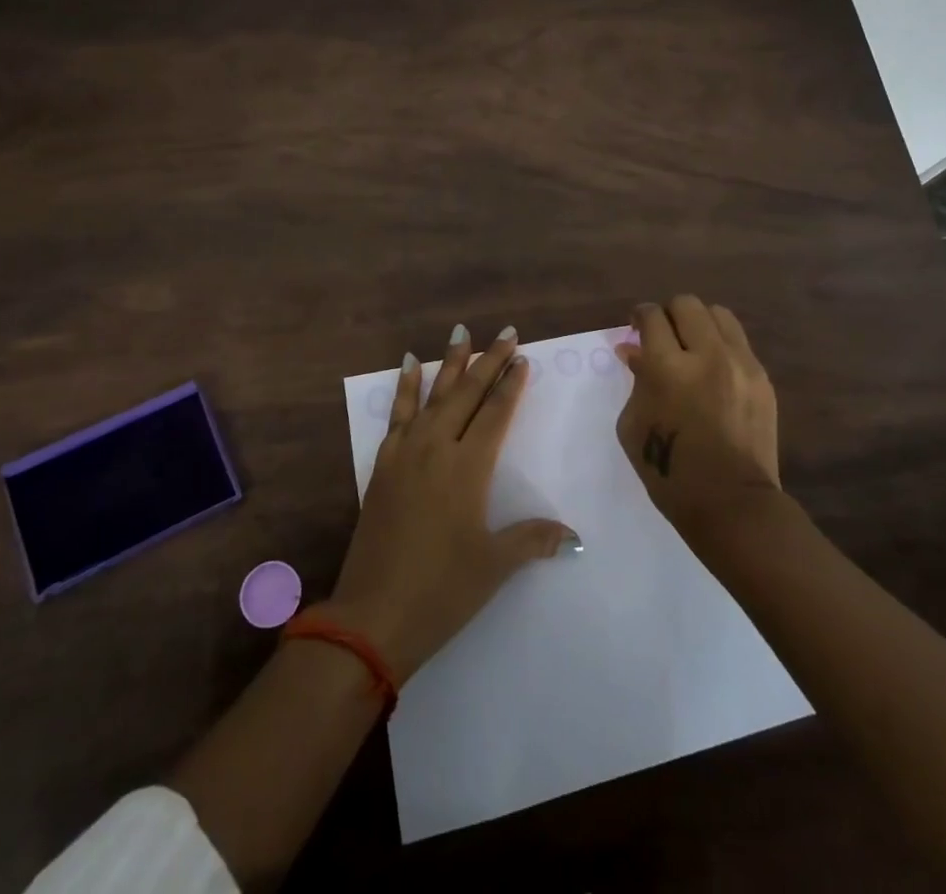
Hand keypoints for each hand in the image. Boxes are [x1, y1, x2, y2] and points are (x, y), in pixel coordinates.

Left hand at [325, 325, 575, 682]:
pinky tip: (408, 366)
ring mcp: (406, 452)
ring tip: (460, 333)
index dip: (511, 384)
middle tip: (504, 331)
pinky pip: (398, 413)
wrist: (372, 614)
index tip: (522, 357)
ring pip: (433, 394)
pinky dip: (405, 386)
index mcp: (468, 468)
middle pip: (467, 393)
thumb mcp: (494, 566)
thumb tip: (574, 536)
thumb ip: (532, 540)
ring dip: (449, 363)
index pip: (495, 413)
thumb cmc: (441, 590)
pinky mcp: (383, 463)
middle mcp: (437, 447)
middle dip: (488, 361)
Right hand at [616, 297, 781, 540]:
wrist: (731, 504)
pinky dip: (721, 345)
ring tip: (692, 345)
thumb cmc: (669, 471)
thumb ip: (635, 380)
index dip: (639, 316)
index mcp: (667, 367)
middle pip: (687, 304)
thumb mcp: (633, 425)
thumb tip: (634, 351)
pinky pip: (739, 342)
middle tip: (663, 335)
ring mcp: (741, 364)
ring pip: (718, 314)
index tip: (636, 326)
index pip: (652, 317)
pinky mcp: (762, 378)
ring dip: (699, 323)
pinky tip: (714, 369)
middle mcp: (706, 355)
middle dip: (669, 314)